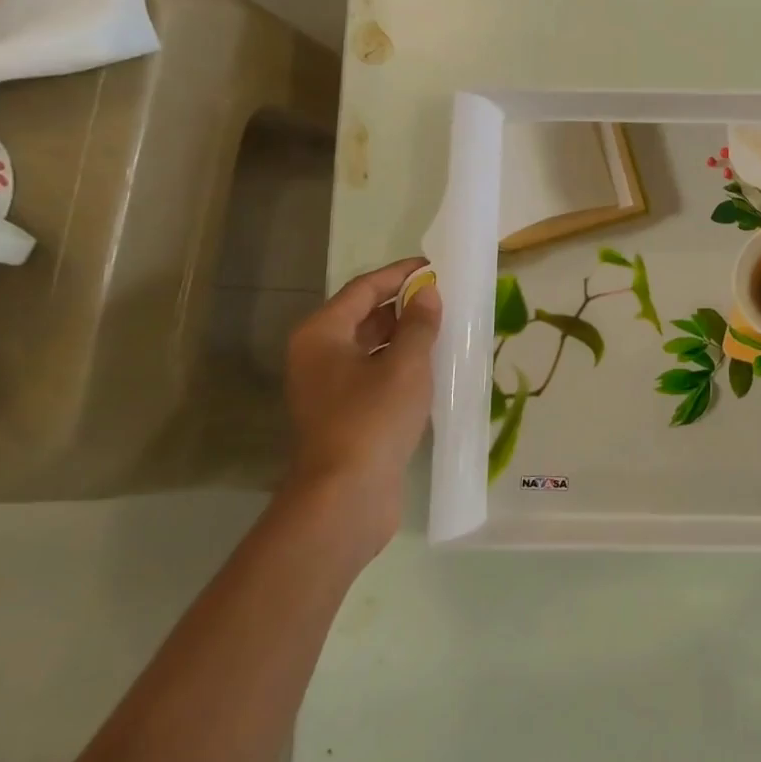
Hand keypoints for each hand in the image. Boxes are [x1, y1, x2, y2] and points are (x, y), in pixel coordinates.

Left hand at [284, 257, 440, 554]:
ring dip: (403, 336)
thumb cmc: (373, 418)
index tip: (433, 266)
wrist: (345, 495)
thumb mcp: (406, 364)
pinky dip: (398, 364)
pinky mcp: (342, 414)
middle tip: (443, 297)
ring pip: (369, 347)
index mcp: (322, 334)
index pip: (363, 288)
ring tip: (443, 327)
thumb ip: (419, 324)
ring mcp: (327, 388)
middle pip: (362, 316)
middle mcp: (317, 355)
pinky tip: (430, 367)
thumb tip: (427, 293)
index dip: (399, 274)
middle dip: (402, 305)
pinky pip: (372, 374)